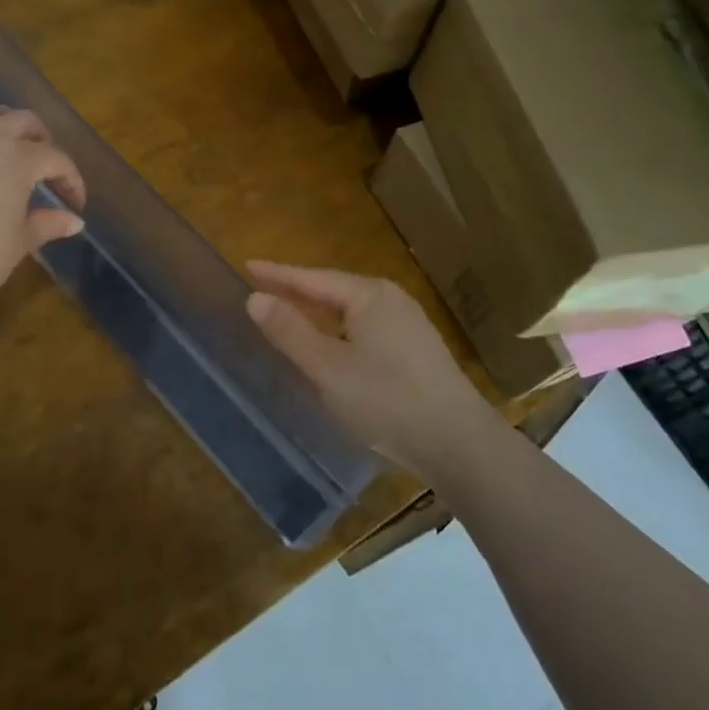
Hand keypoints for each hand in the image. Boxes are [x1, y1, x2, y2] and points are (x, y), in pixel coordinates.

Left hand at [0, 100, 86, 328]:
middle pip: (25, 122)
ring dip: (5, 119)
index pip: (56, 159)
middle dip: (43, 141)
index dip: (71, 179)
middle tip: (47, 166)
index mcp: (20, 160)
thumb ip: (48, 224)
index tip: (74, 202)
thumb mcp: (19, 243)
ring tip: (9, 139)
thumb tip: (75, 220)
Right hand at [246, 261, 500, 470]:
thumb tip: (255, 298)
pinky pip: (365, 327)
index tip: (247, 265)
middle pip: (334, 289)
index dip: (278, 274)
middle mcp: (391, 300)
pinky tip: (332, 344)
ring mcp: (409, 325)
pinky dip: (339, 328)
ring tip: (290, 312)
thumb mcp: (328, 368)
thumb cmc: (388, 400)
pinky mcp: (417, 351)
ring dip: (319, 310)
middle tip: (263, 287)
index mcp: (369, 296)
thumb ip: (290, 331)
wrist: (460, 444)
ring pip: (351, 310)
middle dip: (298, 289)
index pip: (312, 278)